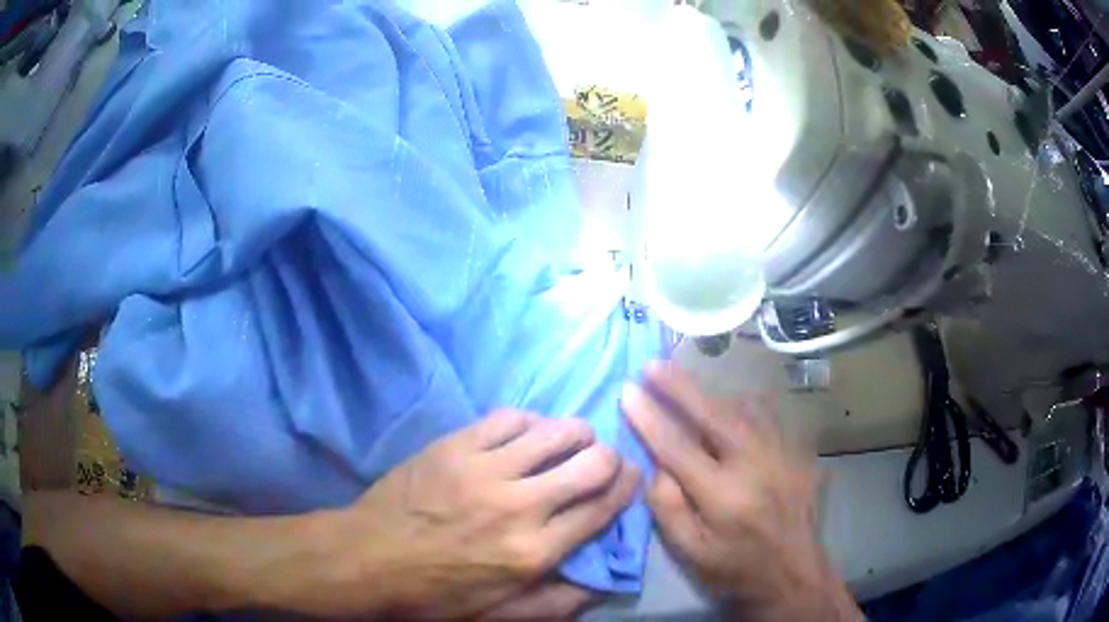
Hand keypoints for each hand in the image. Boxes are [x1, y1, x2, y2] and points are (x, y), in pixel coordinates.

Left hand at [316, 411, 639, 618]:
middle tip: (602, 461)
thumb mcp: (497, 615)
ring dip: (575, 434)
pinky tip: (529, 432)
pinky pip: (509, 419)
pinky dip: (531, 422)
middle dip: (608, 458)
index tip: (632, 475)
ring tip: (572, 441)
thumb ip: (554, 603)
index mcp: (533, 553)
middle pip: (590, 464)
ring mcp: (485, 470)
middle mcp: (519, 507)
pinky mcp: (456, 446)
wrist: (367, 558)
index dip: (626, 487)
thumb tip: (599, 582)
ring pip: (555, 433)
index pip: (601, 509)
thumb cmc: (432, 594)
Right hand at [622, 363, 859, 621]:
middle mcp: (756, 466)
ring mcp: (783, 454)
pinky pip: (769, 416)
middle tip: (653, 365)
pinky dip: (744, 406)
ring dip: (713, 393)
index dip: (650, 417)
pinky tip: (732, 407)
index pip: (678, 447)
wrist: (793, 572)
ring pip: (745, 407)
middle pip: (714, 414)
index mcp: (723, 496)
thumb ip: (667, 507)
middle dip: (679, 386)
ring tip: (687, 384)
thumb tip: (656, 463)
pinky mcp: (800, 452)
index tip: (628, 391)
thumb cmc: (734, 566)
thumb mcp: (689, 551)